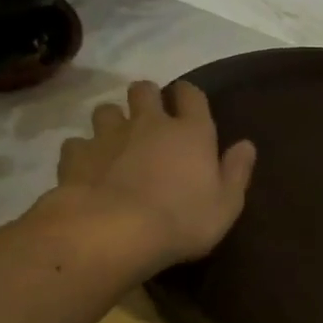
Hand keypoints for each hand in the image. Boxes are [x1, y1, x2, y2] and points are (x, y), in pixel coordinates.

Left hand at [42, 79, 256, 274]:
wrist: (113, 232)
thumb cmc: (182, 221)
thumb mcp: (226, 205)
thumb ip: (236, 172)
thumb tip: (246, 145)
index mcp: (191, 132)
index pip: (191, 94)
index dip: (188, 95)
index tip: (187, 104)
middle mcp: (149, 123)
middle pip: (144, 90)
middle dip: (147, 98)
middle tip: (149, 119)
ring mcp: (108, 136)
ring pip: (106, 110)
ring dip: (112, 121)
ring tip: (115, 142)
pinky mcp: (76, 155)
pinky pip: (77, 143)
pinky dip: (82, 152)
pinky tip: (87, 168)